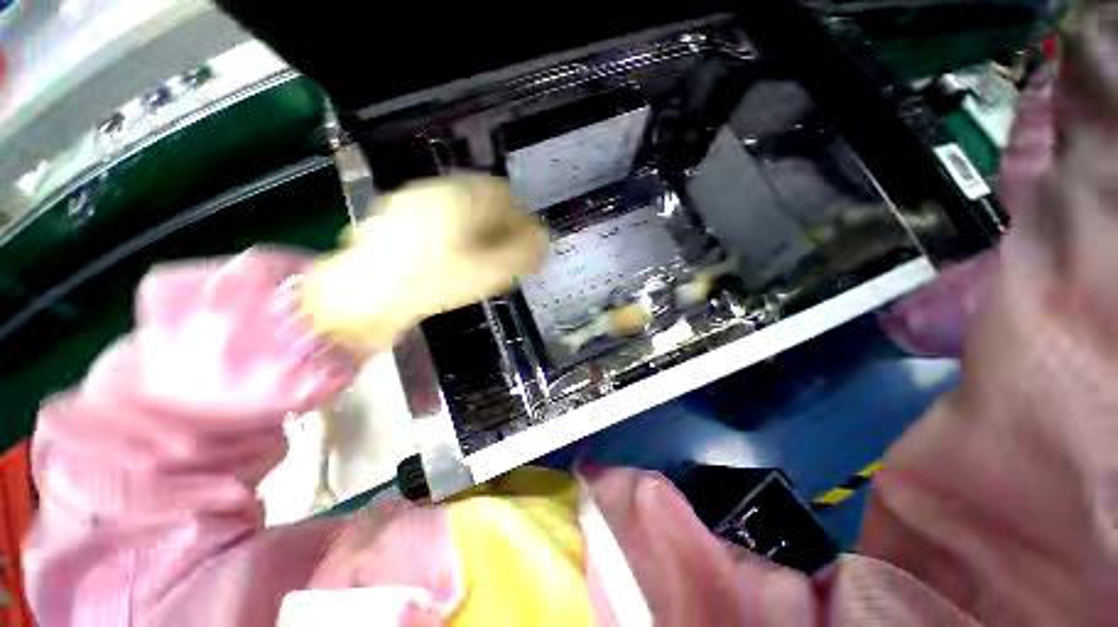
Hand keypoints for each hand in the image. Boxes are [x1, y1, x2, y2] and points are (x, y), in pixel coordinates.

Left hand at [301, 175, 548, 349]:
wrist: (359, 293)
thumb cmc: (429, 281)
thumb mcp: (486, 273)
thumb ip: (522, 254)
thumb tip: (542, 241)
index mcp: (465, 193)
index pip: (507, 195)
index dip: (519, 221)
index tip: (519, 250)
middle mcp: (437, 188)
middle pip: (477, 200)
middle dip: (491, 227)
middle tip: (493, 262)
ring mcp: (409, 200)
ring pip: (450, 211)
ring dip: (463, 232)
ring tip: (461, 266)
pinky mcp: (387, 218)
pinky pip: (425, 222)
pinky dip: (436, 238)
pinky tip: (430, 265)